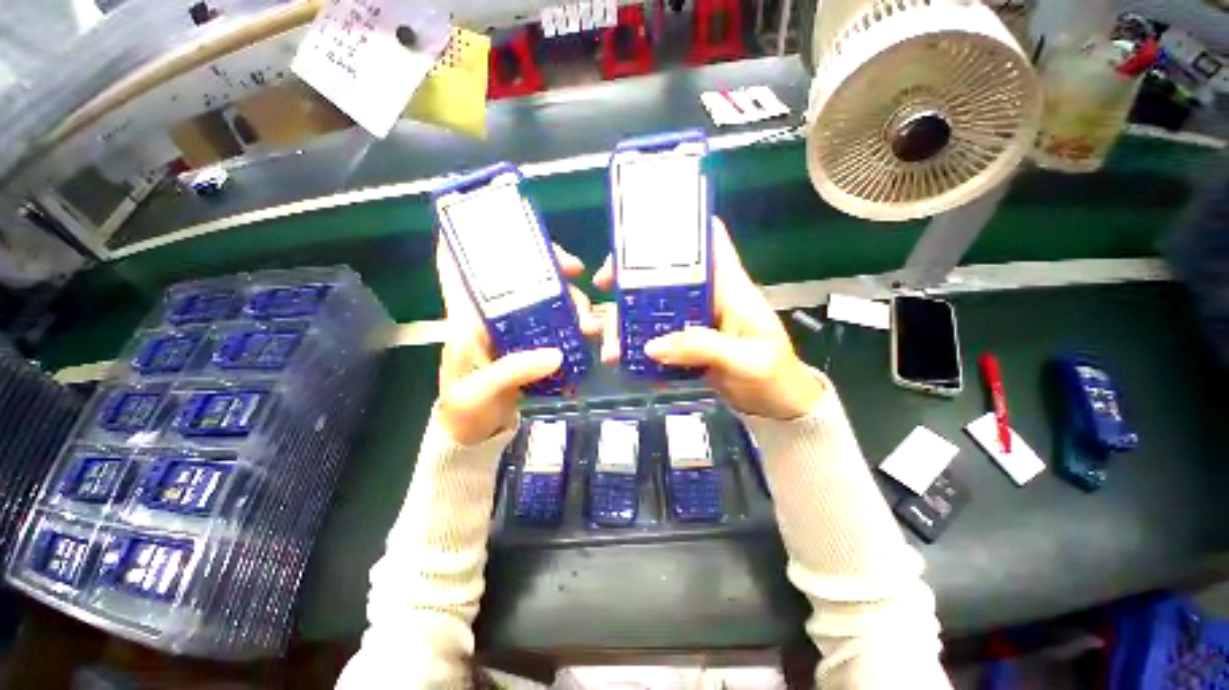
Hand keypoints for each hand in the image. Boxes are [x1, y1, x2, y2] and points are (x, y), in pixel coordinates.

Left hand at [437, 240, 599, 444]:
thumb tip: (556, 354)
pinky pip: (554, 324)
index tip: (500, 224)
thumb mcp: (481, 391)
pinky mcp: (530, 344)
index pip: (458, 269)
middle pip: (517, 277)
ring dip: (569, 302)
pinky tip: (587, 332)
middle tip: (576, 270)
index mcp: (466, 319)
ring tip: (591, 323)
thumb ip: (513, 371)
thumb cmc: (465, 409)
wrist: (474, 433)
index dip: (469, 239)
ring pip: (542, 299)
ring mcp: (514, 330)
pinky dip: (572, 324)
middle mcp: (490, 317)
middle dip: (547, 267)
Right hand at [594, 218, 826, 419]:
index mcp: (730, 288)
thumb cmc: (775, 377)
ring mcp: (695, 322)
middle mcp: (708, 298)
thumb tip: (652, 346)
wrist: (778, 407)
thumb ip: (704, 348)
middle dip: (632, 279)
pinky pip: (657, 337)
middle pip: (666, 276)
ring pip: (655, 310)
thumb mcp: (747, 361)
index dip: (680, 230)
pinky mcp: (687, 344)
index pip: (711, 243)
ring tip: (610, 348)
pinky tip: (624, 359)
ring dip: (628, 323)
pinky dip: (638, 346)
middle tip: (604, 289)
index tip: (640, 236)